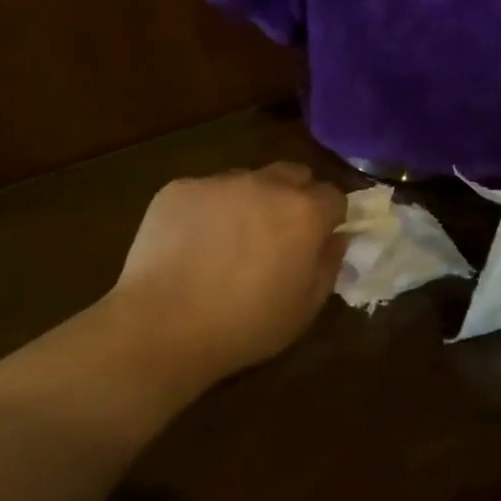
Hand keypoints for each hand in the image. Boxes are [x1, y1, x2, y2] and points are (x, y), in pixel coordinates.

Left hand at [110, 163, 347, 392]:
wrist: (163, 324)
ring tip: (227, 242)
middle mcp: (264, 184)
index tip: (317, 240)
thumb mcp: (304, 309)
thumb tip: (337, 238)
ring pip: (246, 181)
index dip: (329, 218)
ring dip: (248, 202)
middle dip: (293, 198)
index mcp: (302, 212)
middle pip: (292, 175)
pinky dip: (206, 211)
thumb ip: (329, 265)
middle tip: (277, 235)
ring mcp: (217, 182)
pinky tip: (190, 245)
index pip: (333, 196)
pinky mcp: (178, 188)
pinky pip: (204, 192)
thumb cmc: (244, 325)